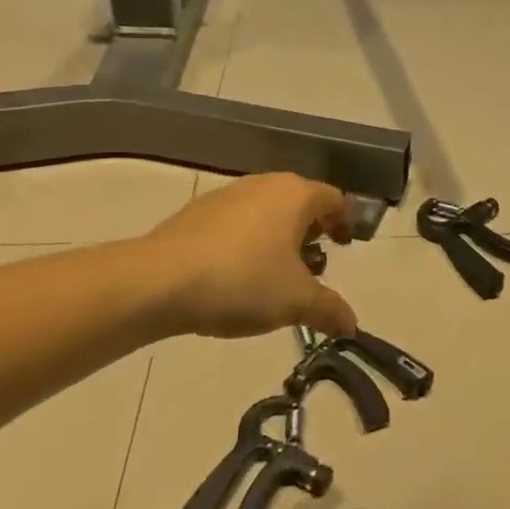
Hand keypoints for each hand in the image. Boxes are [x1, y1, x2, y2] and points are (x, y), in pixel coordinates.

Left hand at [133, 175, 356, 338]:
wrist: (158, 281)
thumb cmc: (242, 281)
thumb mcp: (295, 302)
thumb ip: (329, 310)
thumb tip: (351, 324)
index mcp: (296, 195)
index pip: (334, 199)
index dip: (345, 222)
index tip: (344, 246)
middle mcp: (266, 184)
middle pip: (300, 202)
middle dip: (311, 231)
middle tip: (311, 265)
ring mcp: (228, 194)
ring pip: (267, 210)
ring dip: (277, 237)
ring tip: (272, 275)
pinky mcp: (197, 211)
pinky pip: (236, 221)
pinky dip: (246, 241)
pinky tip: (234, 275)